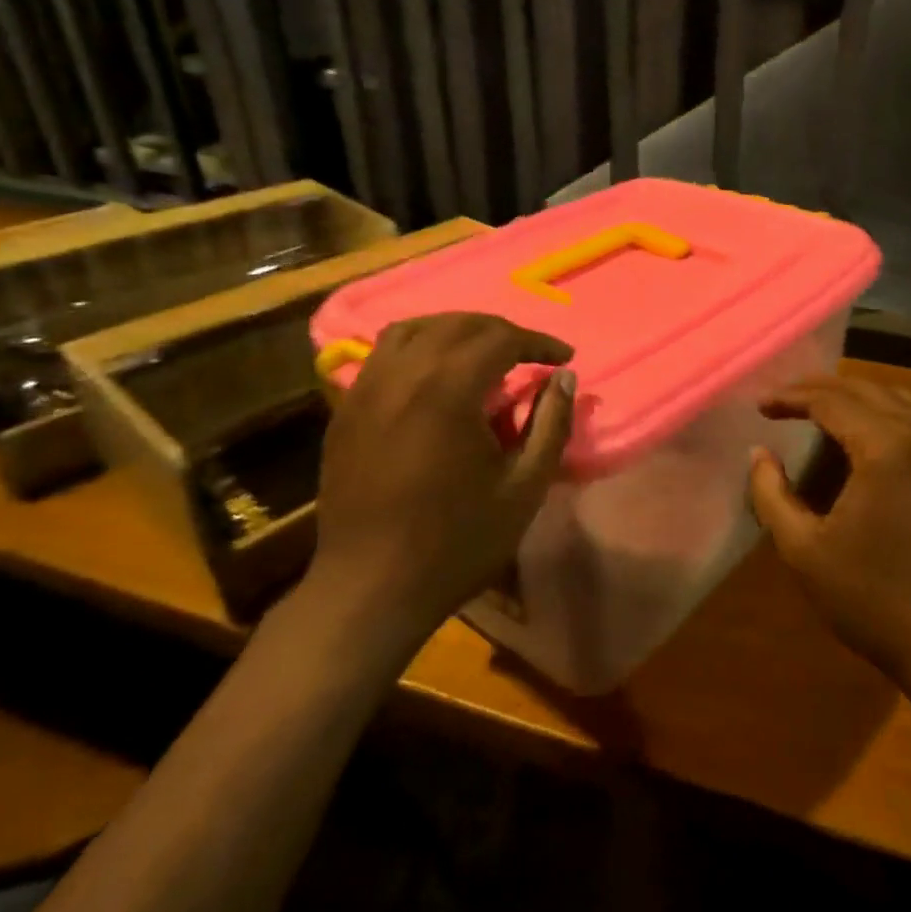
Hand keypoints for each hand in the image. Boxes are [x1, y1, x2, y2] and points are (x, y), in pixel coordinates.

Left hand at [308, 313, 576, 632]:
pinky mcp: (346, 410)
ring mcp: (366, 389)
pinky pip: (382, 355)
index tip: (564, 356)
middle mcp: (402, 374)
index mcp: (448, 390)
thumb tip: (564, 378)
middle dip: (500, 330)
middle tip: (529, 353)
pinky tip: (433, 375)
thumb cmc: (457, 542)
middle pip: (456, 324)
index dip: (538, 342)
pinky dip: (417, 348)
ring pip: (412, 330)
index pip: (500, 338)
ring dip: (454, 330)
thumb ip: (550, 425)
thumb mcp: (524, 488)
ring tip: (481, 352)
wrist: (371, 587)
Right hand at [748, 375, 910, 704]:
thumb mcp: (805, 552)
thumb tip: (759, 454)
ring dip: (860, 399)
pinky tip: (873, 442)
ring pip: (903, 402)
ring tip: (825, 412)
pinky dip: (892, 418)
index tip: (762, 405)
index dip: (792, 397)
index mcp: (888, 447)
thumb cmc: (877, 602)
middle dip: (823, 389)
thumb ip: (771, 495)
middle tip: (787, 399)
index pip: (832, 401)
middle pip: (869, 390)